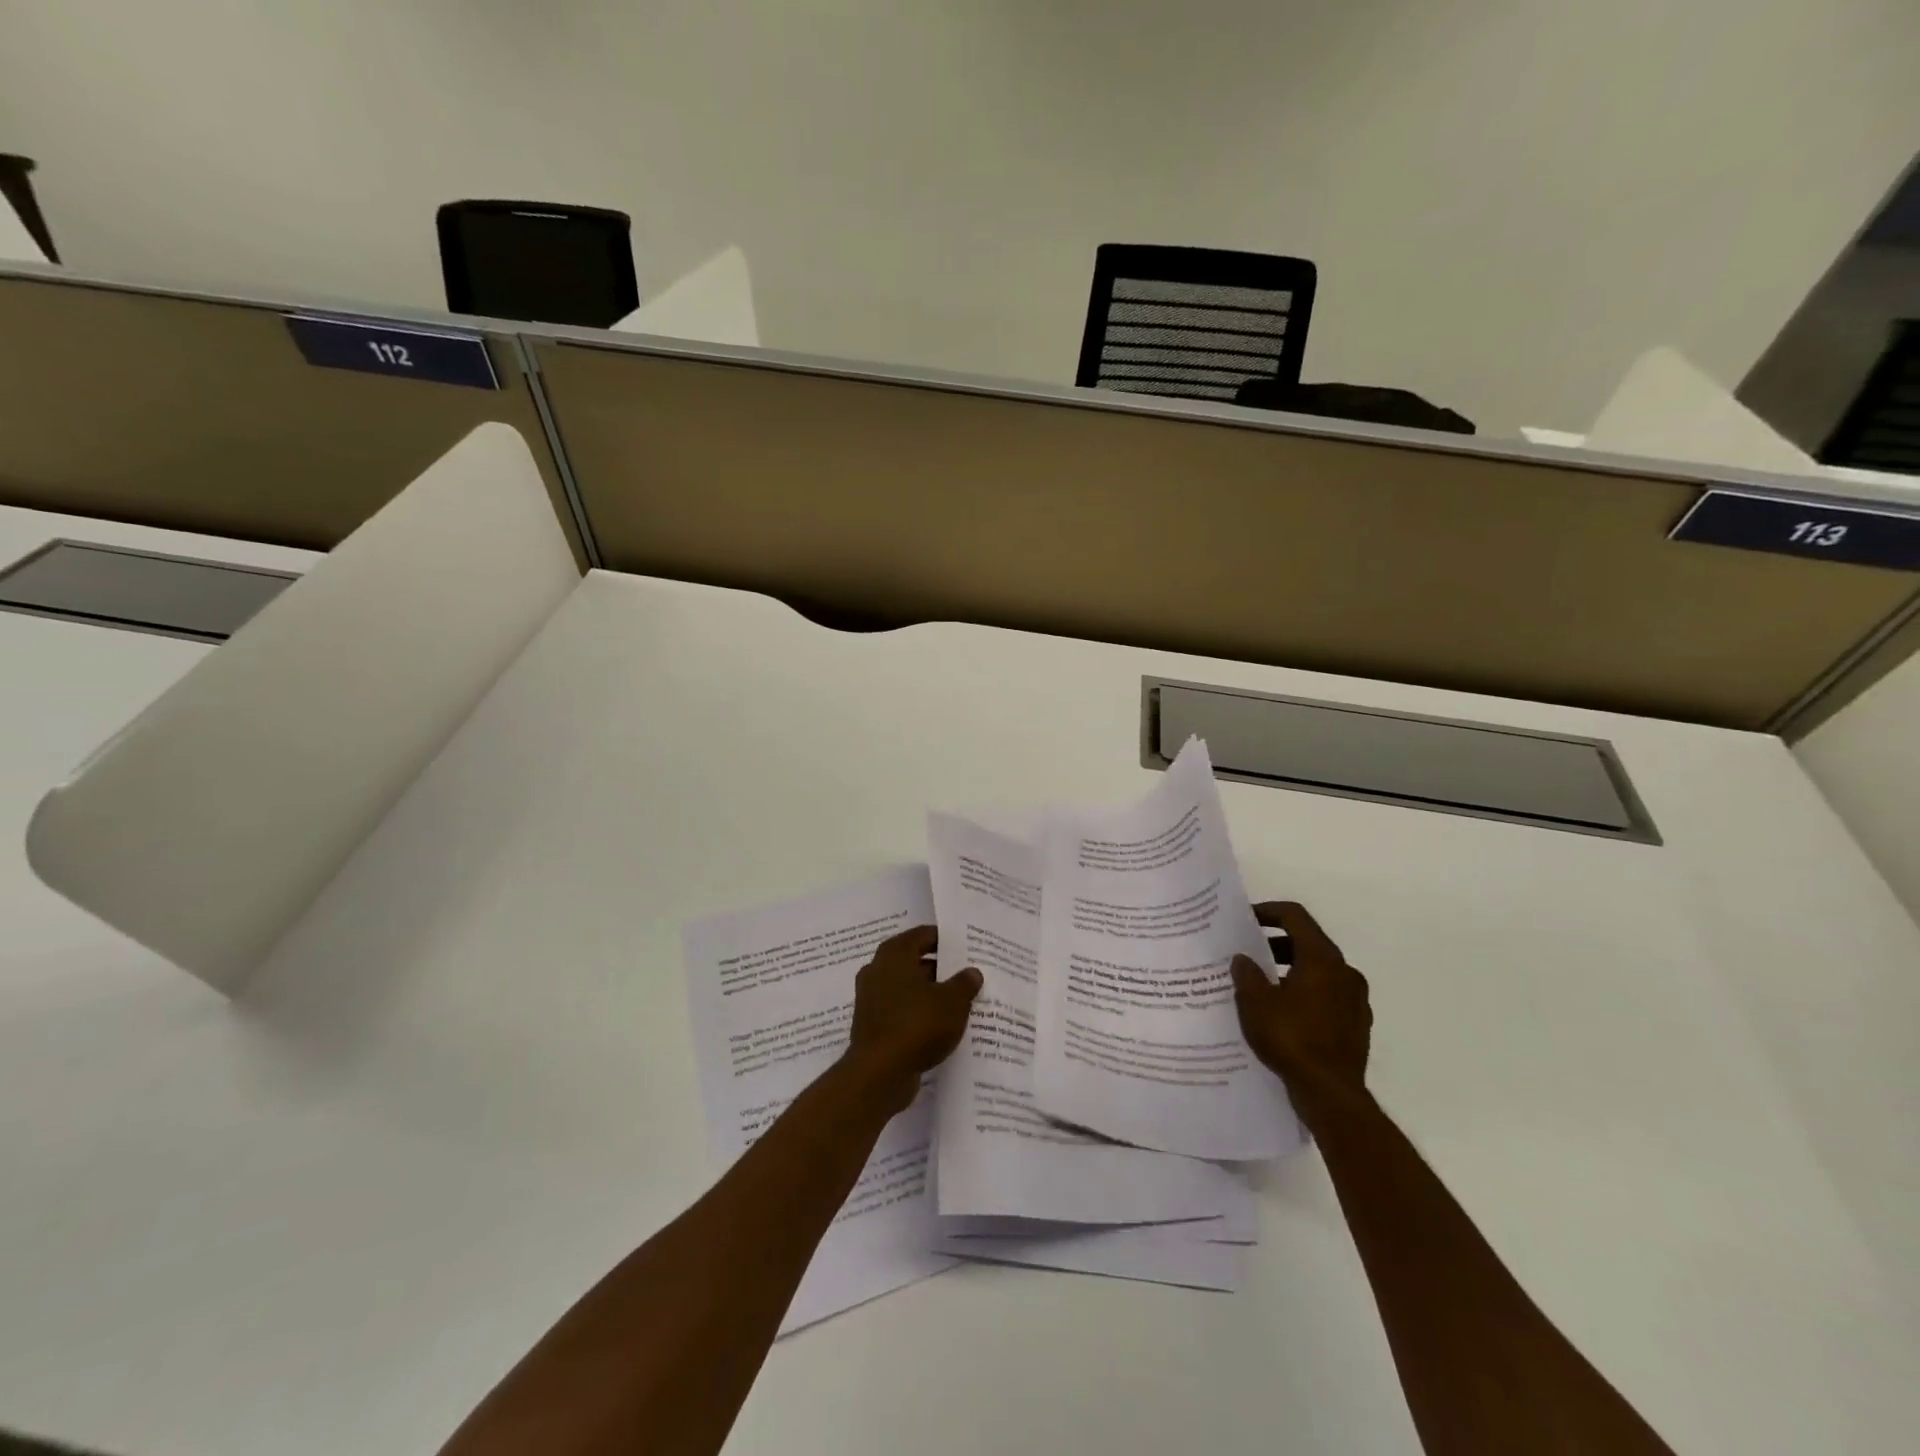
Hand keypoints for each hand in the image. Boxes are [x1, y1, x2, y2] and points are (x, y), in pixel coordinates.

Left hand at [843, 925, 981, 1115]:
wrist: (879, 1074)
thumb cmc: (917, 1025)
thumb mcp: (952, 1002)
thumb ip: (964, 983)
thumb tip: (972, 972)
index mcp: (894, 954)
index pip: (923, 935)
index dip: (945, 940)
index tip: (966, 947)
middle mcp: (878, 969)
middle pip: (914, 961)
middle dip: (939, 968)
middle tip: (966, 974)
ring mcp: (871, 998)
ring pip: (907, 987)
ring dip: (929, 992)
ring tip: (958, 1001)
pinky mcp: (871, 1023)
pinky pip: (900, 1009)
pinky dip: (917, 1012)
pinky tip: (939, 1025)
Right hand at [1231, 902, 1370, 1117]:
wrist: (1331, 1093)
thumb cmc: (1291, 1038)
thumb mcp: (1255, 1002)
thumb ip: (1247, 974)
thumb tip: (1244, 958)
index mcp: (1322, 958)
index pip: (1295, 916)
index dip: (1268, 911)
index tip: (1245, 919)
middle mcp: (1345, 972)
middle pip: (1309, 942)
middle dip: (1277, 943)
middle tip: (1250, 953)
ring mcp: (1355, 999)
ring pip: (1320, 970)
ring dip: (1292, 969)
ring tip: (1263, 984)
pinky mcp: (1357, 1024)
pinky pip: (1328, 995)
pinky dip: (1306, 993)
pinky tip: (1285, 1013)